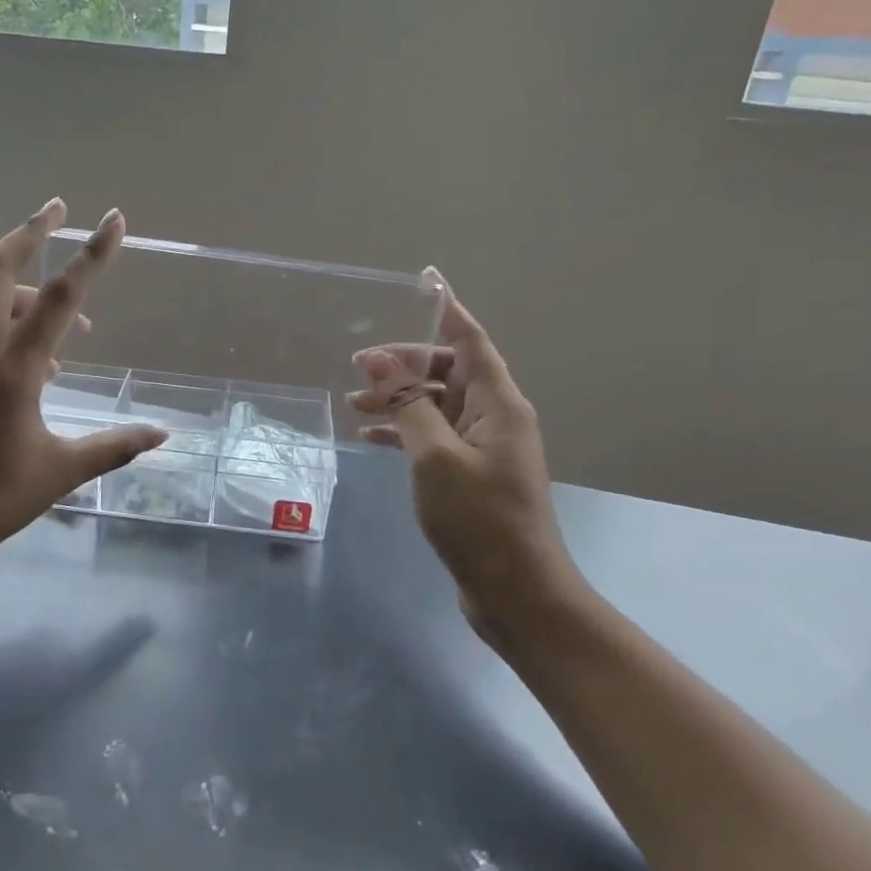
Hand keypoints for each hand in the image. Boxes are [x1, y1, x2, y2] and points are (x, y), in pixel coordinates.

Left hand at [0, 200, 166, 580]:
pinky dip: (13, 324)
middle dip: (29, 232)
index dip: (91, 256)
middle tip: (59, 208)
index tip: (112, 219)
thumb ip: (114, 446)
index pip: (58, 299)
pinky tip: (43, 364)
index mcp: (11, 371)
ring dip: (28, 289)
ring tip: (77, 325)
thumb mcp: (60, 473)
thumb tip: (163, 433)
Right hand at [349, 288, 584, 654]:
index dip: (447, 309)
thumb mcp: (435, 456)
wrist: (516, 591)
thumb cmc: (479, 519)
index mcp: (498, 403)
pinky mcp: (470, 473)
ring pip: (436, 404)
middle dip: (404, 364)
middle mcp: (495, 417)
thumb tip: (380, 360)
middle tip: (358, 368)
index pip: (470, 340)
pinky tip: (370, 438)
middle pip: (448, 371)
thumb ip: (408, 404)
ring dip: (398, 398)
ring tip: (353, 404)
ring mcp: (483, 446)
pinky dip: (403, 431)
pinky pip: (433, 435)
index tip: (426, 279)